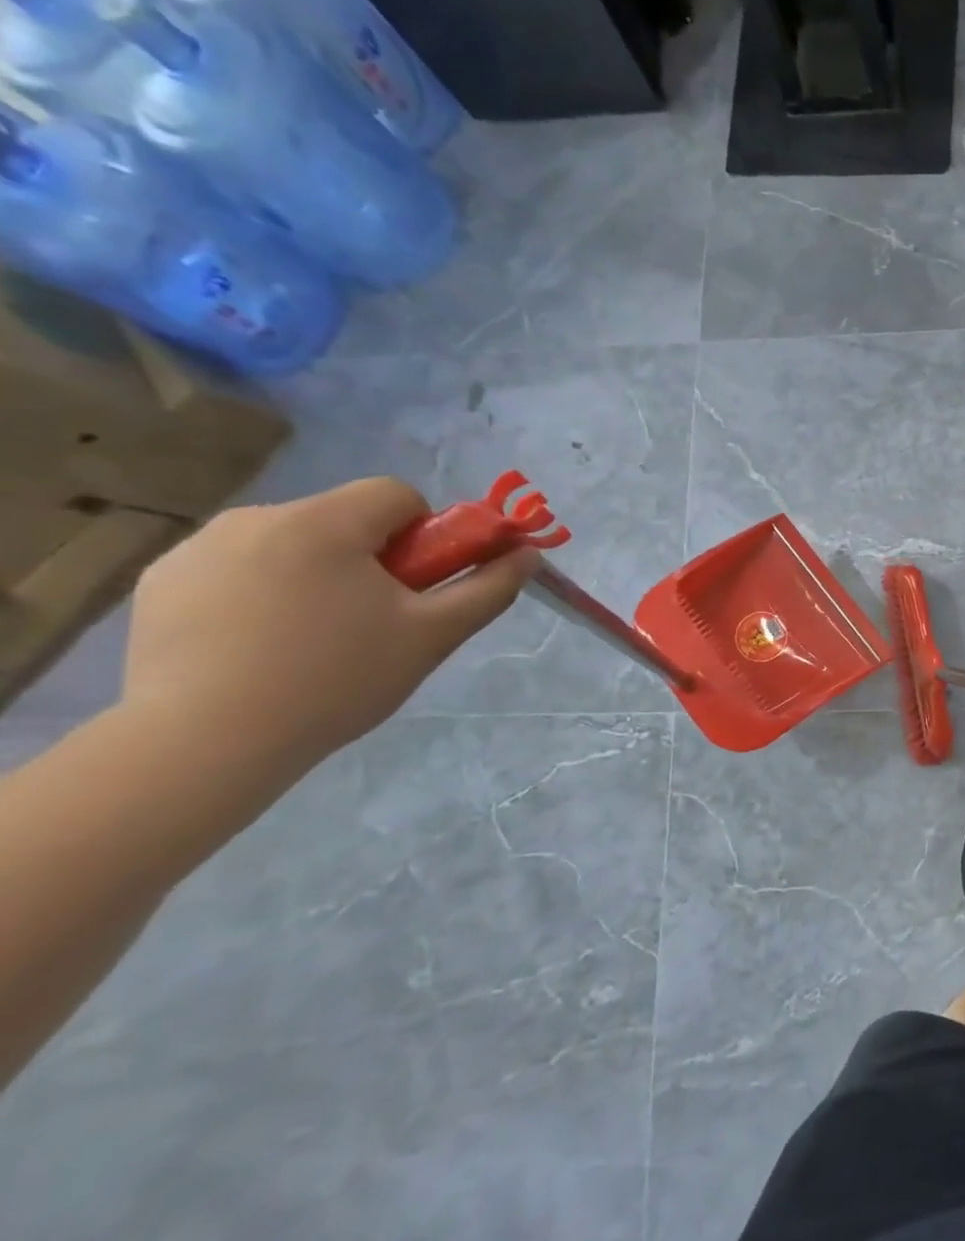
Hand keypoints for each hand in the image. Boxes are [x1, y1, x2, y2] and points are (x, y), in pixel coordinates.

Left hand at [123, 478, 538, 776]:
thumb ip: (489, 588)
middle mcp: (257, 517)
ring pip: (292, 542)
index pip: (396, 495)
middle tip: (372, 621)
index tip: (416, 586)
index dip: (423, 535)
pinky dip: (261, 592)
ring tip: (311, 640)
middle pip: (344, 519)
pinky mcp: (162, 581)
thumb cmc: (335, 681)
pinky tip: (258, 645)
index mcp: (324, 522)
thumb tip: (527, 553)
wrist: (202, 745)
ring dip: (316, 572)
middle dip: (370, 558)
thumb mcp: (433, 636)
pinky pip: (238, 566)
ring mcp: (199, 548)